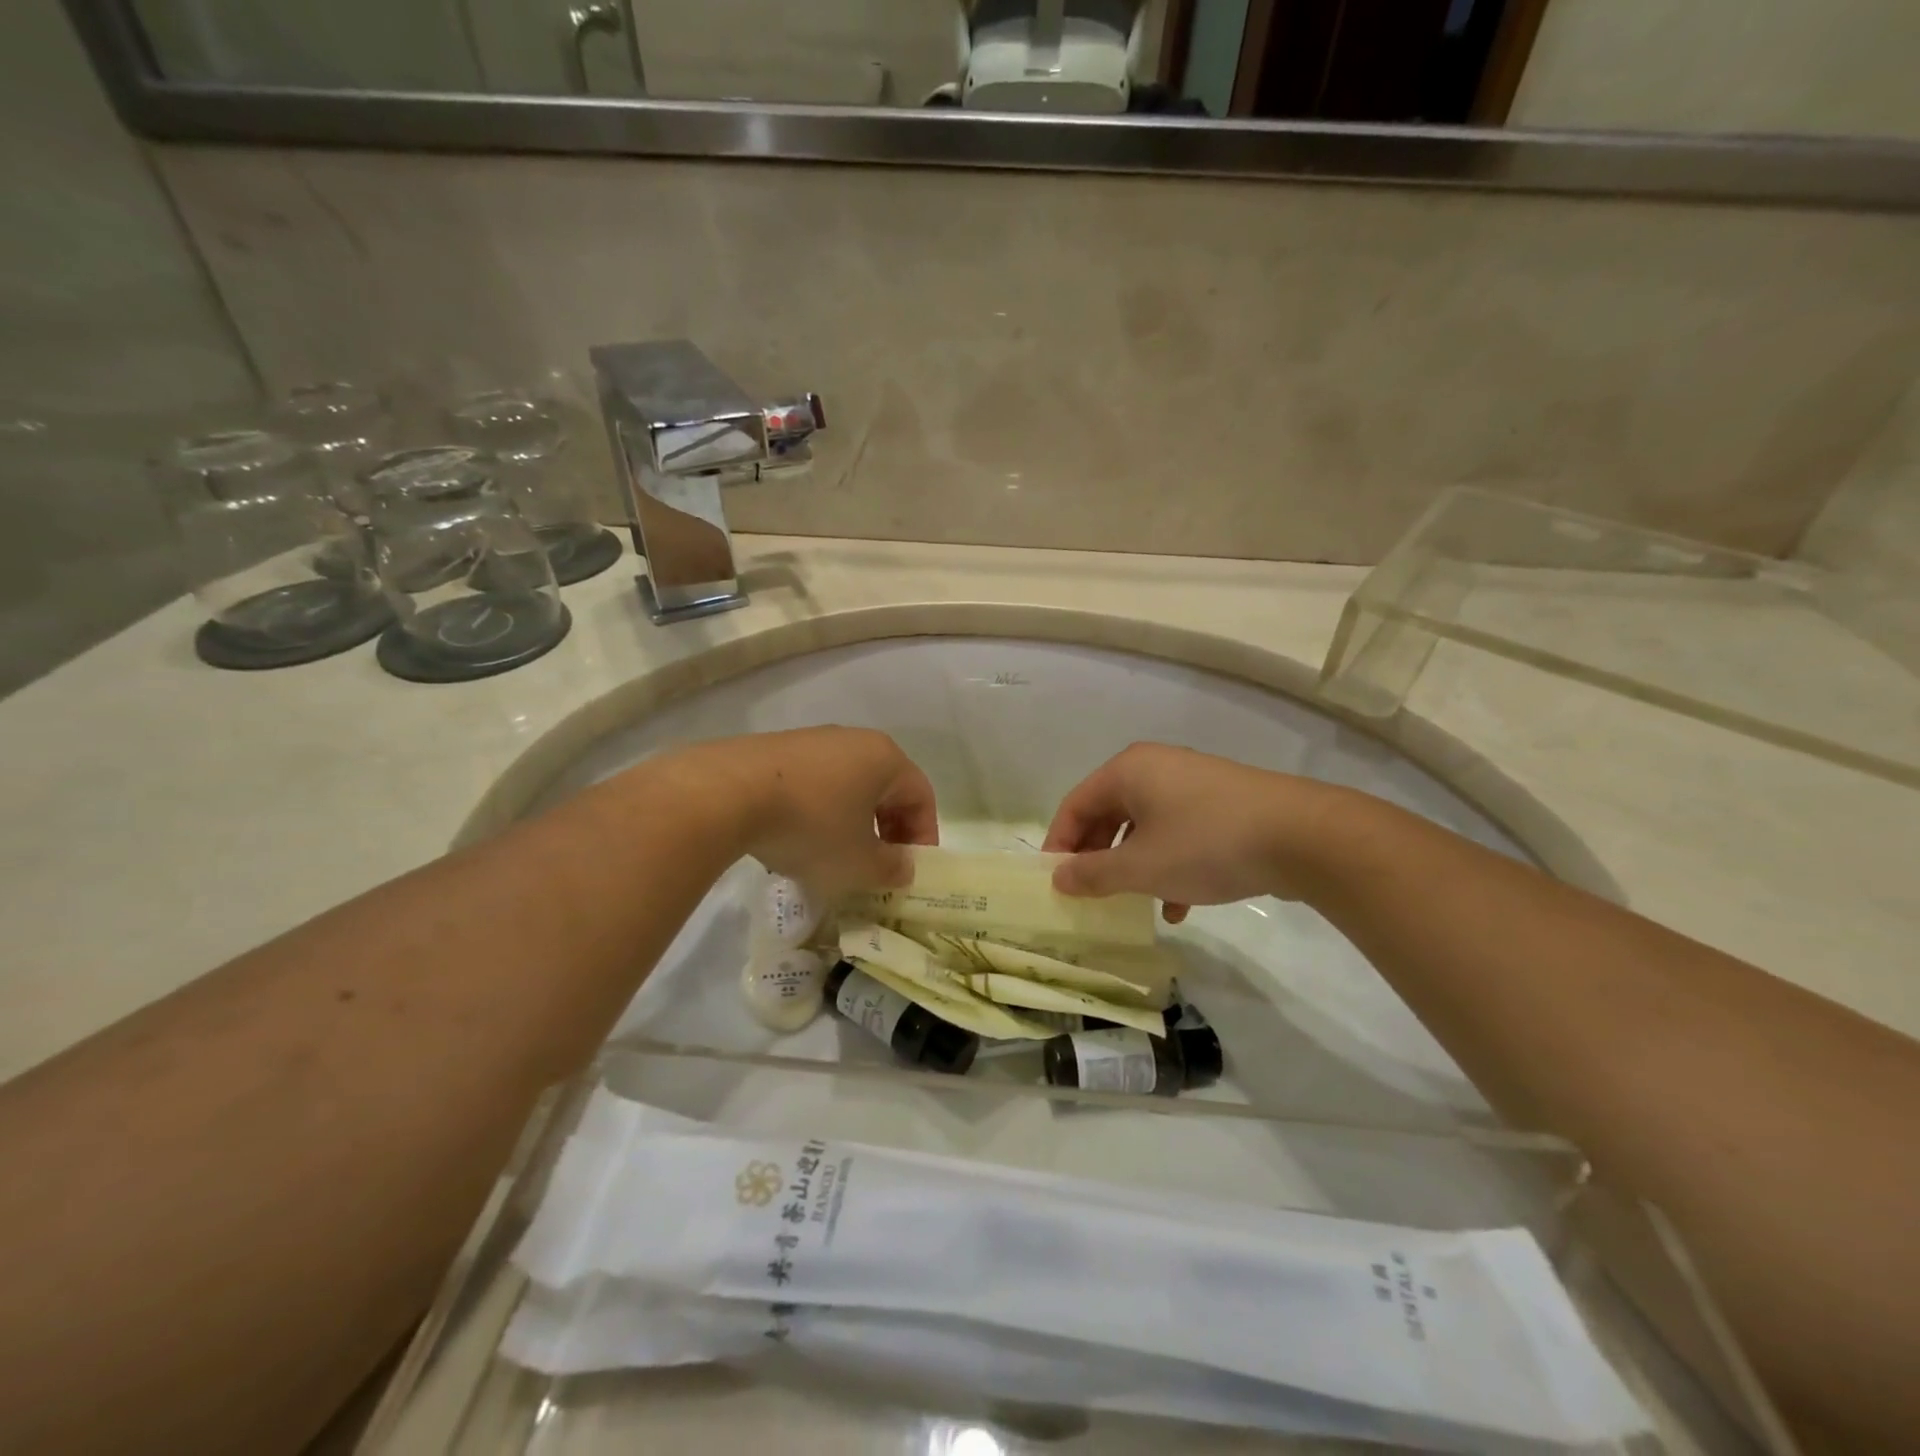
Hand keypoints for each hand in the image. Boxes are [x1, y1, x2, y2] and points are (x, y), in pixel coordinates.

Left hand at [674, 728, 937, 894]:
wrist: (725, 794)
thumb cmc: (811, 827)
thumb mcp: (858, 863)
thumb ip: (890, 869)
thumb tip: (902, 868)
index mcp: (885, 758)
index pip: (921, 796)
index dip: (922, 837)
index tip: (909, 871)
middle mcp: (853, 740)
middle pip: (884, 788)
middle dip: (885, 831)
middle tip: (876, 867)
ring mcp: (811, 741)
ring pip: (846, 786)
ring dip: (849, 824)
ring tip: (832, 860)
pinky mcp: (773, 750)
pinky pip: (811, 785)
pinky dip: (815, 813)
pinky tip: (794, 841)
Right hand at [1042, 743, 1340, 920]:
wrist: (1302, 836)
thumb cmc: (1206, 844)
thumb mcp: (1141, 867)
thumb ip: (1093, 874)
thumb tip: (1058, 878)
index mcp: (1128, 771)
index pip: (1075, 805)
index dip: (1060, 844)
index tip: (1055, 883)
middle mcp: (1156, 768)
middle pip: (1109, 814)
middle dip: (1099, 857)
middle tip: (1091, 894)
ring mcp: (1192, 784)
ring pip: (1145, 828)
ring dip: (1134, 867)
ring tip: (1134, 905)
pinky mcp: (1222, 804)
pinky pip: (1178, 832)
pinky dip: (1169, 864)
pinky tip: (1178, 905)